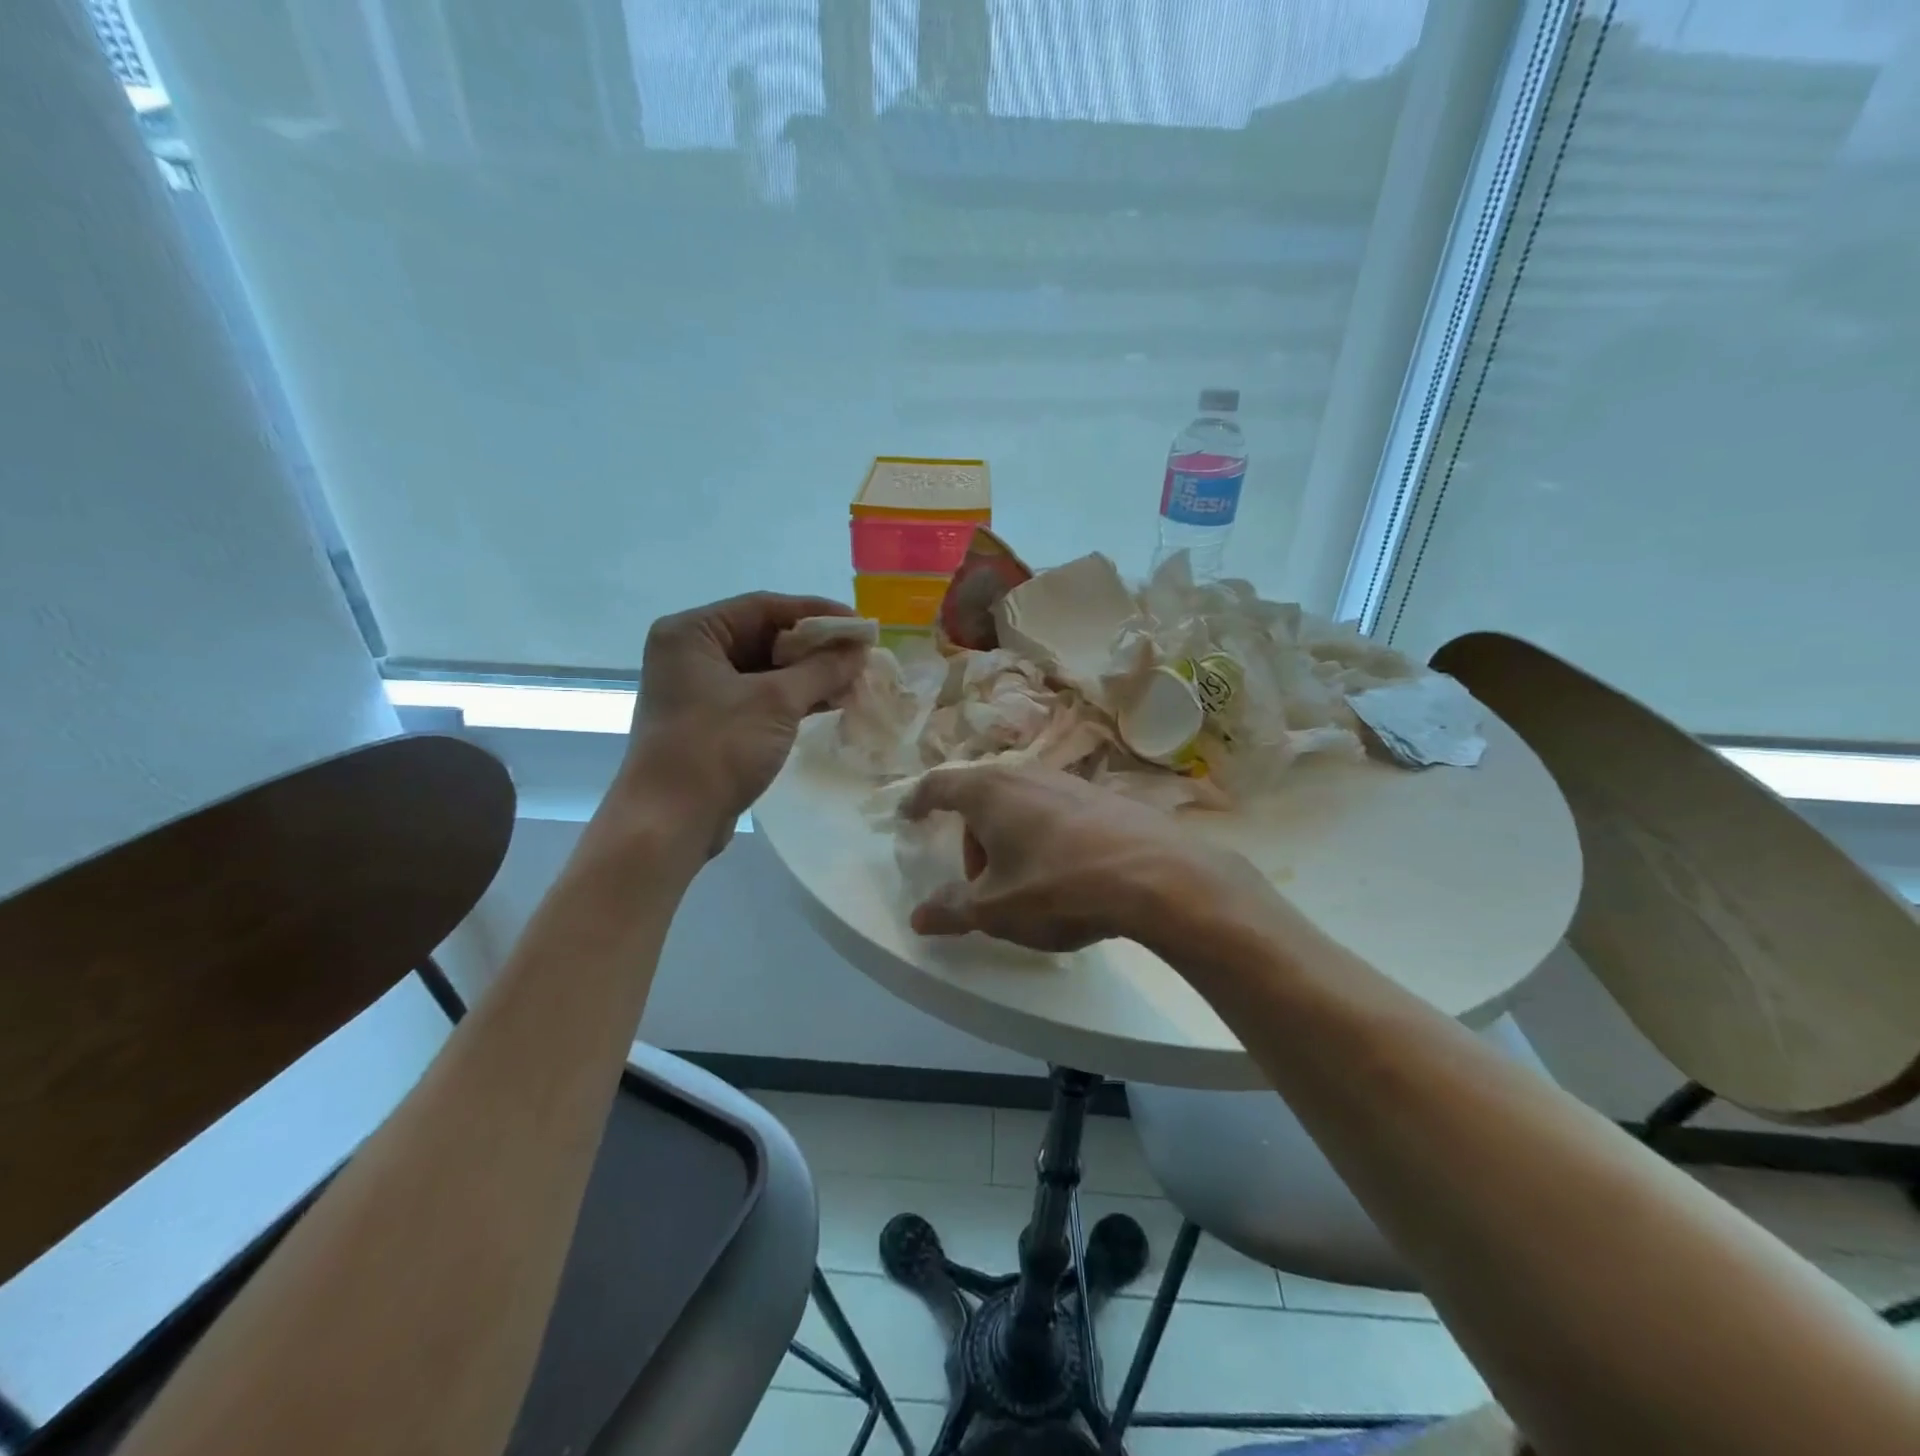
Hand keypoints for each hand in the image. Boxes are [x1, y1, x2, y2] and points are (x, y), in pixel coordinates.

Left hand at [623, 593, 867, 855]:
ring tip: (854, 679)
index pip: (764, 606)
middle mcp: (691, 653)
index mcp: (692, 633)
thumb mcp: (776, 702)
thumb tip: (859, 650)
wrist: (669, 822)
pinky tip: (830, 702)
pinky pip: (759, 696)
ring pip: (764, 669)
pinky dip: (793, 698)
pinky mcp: (711, 721)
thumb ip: (822, 669)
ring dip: (808, 674)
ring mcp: (699, 689)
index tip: (860, 625)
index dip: (817, 614)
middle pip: (764, 636)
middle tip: (861, 655)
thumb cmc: (717, 749)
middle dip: (815, 647)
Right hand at [901, 764, 1263, 953]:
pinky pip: (1053, 811)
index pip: (939, 785)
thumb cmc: (1059, 887)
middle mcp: (1025, 774)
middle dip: (971, 837)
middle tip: (980, 883)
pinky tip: (1065, 872)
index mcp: (989, 792)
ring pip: (1019, 804)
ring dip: (1008, 838)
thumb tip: (918, 916)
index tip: (909, 816)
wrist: (1157, 876)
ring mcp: (1067, 781)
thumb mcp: (996, 909)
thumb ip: (952, 910)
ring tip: (1024, 883)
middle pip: (981, 798)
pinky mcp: (1101, 796)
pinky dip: (1042, 835)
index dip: (919, 801)